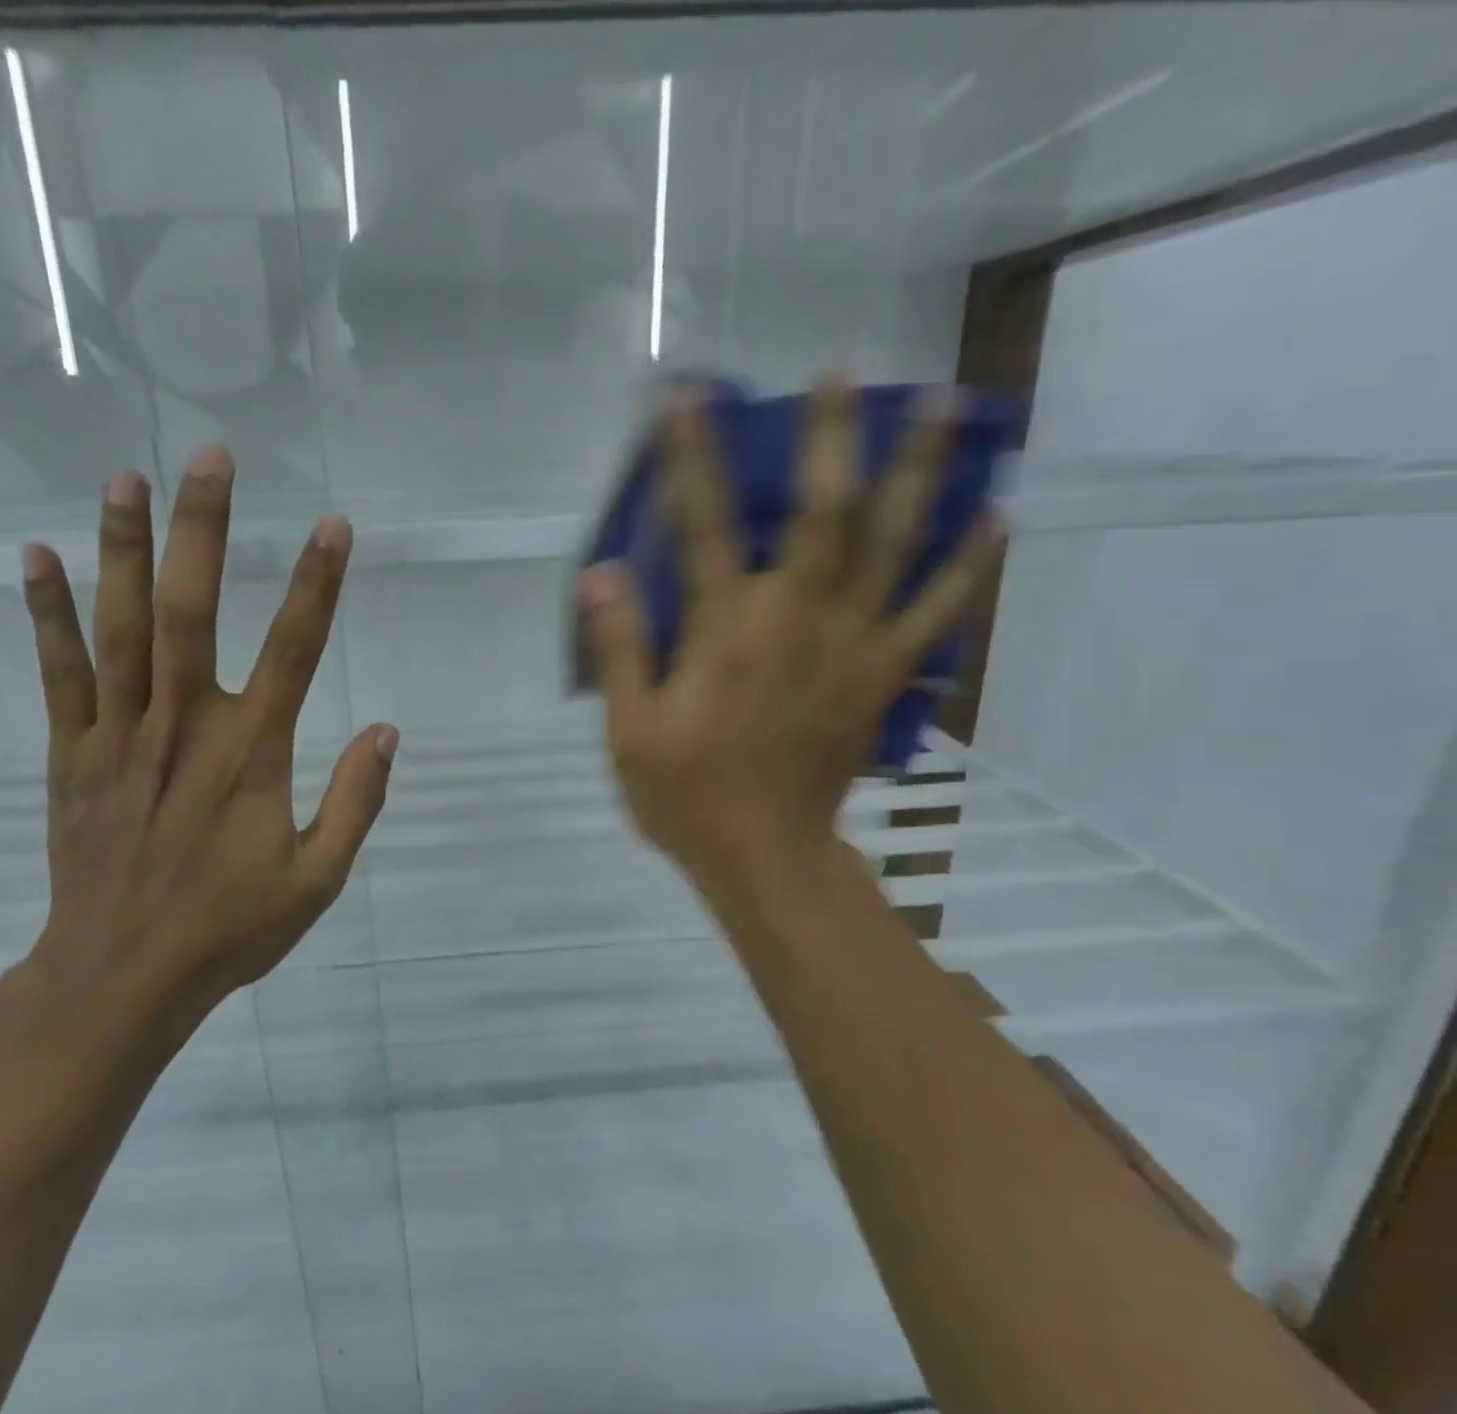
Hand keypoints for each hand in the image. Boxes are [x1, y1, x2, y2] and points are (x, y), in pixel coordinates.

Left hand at [1, 449, 397, 1073]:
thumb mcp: (318, 880)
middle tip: (211, 458)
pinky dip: (47, 613)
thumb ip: (355, 802)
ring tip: (127, 478)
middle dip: (205, 530)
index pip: (295, 650)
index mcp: (251, 755)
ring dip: (125, 549)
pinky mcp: (72, 753)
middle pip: (193, 613)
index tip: (334, 525)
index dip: (318, 584)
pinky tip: (37, 556)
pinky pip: (59, 673)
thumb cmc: (229, 928)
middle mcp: (184, 727)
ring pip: (121, 627)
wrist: (121, 977)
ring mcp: (119, 735)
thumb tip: (386, 732)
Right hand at [577, 378, 1002, 905]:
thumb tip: (602, 573)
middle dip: (831, 437)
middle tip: (845, 373)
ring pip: (894, 546)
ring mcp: (854, 647)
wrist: (767, 857)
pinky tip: (995, 517)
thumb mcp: (631, 730)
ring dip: (921, 473)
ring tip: (948, 408)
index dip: (692, 458)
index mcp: (726, 633)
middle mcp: (797, 622)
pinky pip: (938, 613)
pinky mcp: (885, 677)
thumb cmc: (689, 795)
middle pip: (824, 514)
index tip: (689, 397)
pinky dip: (969, 565)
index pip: (703, 528)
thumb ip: (621, 648)